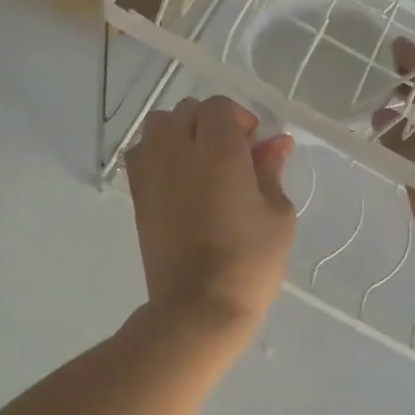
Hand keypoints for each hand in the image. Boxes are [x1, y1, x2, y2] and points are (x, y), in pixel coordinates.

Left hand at [126, 95, 296, 334]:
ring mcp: (151, 171)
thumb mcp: (277, 214)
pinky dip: (159, 152)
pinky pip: (142, 152)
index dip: (240, 119)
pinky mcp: (138, 194)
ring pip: (158, 125)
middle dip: (211, 122)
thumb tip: (276, 144)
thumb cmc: (249, 260)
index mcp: (218, 150)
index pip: (219, 107)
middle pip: (187, 110)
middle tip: (233, 154)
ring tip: (202, 161)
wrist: (198, 307)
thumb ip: (272, 170)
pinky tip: (180, 179)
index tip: (256, 147)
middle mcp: (178, 150)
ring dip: (181, 131)